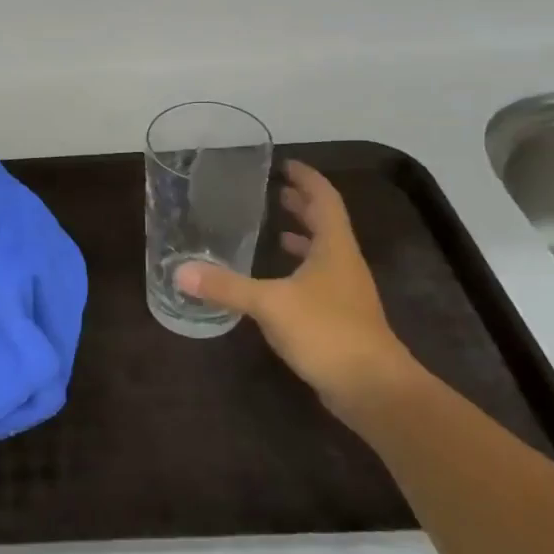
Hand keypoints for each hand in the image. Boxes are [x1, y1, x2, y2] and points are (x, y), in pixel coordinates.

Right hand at [176, 160, 420, 421]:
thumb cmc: (328, 332)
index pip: (324, 199)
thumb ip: (226, 286)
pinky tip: (276, 283)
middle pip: (326, 223)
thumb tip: (180, 271)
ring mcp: (345, 293)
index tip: (285, 164)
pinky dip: (298, 270)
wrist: (373, 389)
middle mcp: (343, 264)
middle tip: (275, 191)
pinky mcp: (340, 318)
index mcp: (334, 248)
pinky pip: (317, 280)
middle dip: (303, 205)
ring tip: (275, 230)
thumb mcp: (270, 304)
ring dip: (303, 238)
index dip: (307, 179)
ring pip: (323, 253)